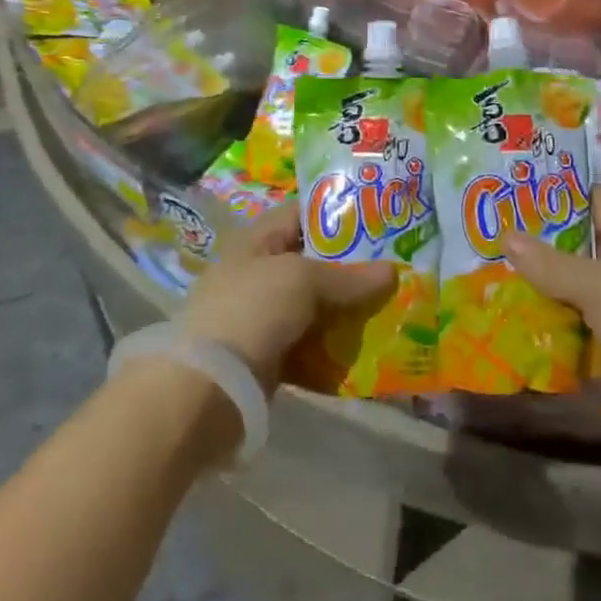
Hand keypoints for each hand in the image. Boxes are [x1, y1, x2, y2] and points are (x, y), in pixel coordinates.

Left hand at [178, 203, 393, 391]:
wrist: (206, 388)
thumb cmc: (252, 311)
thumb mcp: (302, 281)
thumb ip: (348, 277)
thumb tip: (393, 272)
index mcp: (257, 240)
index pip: (301, 214)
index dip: (337, 212)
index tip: (378, 219)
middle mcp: (257, 272)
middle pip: (312, 261)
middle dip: (351, 266)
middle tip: (395, 266)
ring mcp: (261, 316)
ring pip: (314, 306)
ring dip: (346, 310)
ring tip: (389, 307)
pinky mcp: (267, 355)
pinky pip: (309, 344)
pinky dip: (333, 347)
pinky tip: (365, 348)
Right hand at [502, 187, 600, 452]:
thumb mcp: (599, 285)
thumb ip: (550, 263)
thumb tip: (505, 236)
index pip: (589, 198)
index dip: (552, 193)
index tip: (508, 191)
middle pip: (575, 239)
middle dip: (535, 238)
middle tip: (486, 229)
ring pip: (569, 279)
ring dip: (536, 278)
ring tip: (484, 264)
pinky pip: (571, 314)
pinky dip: (545, 312)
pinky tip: (506, 307)